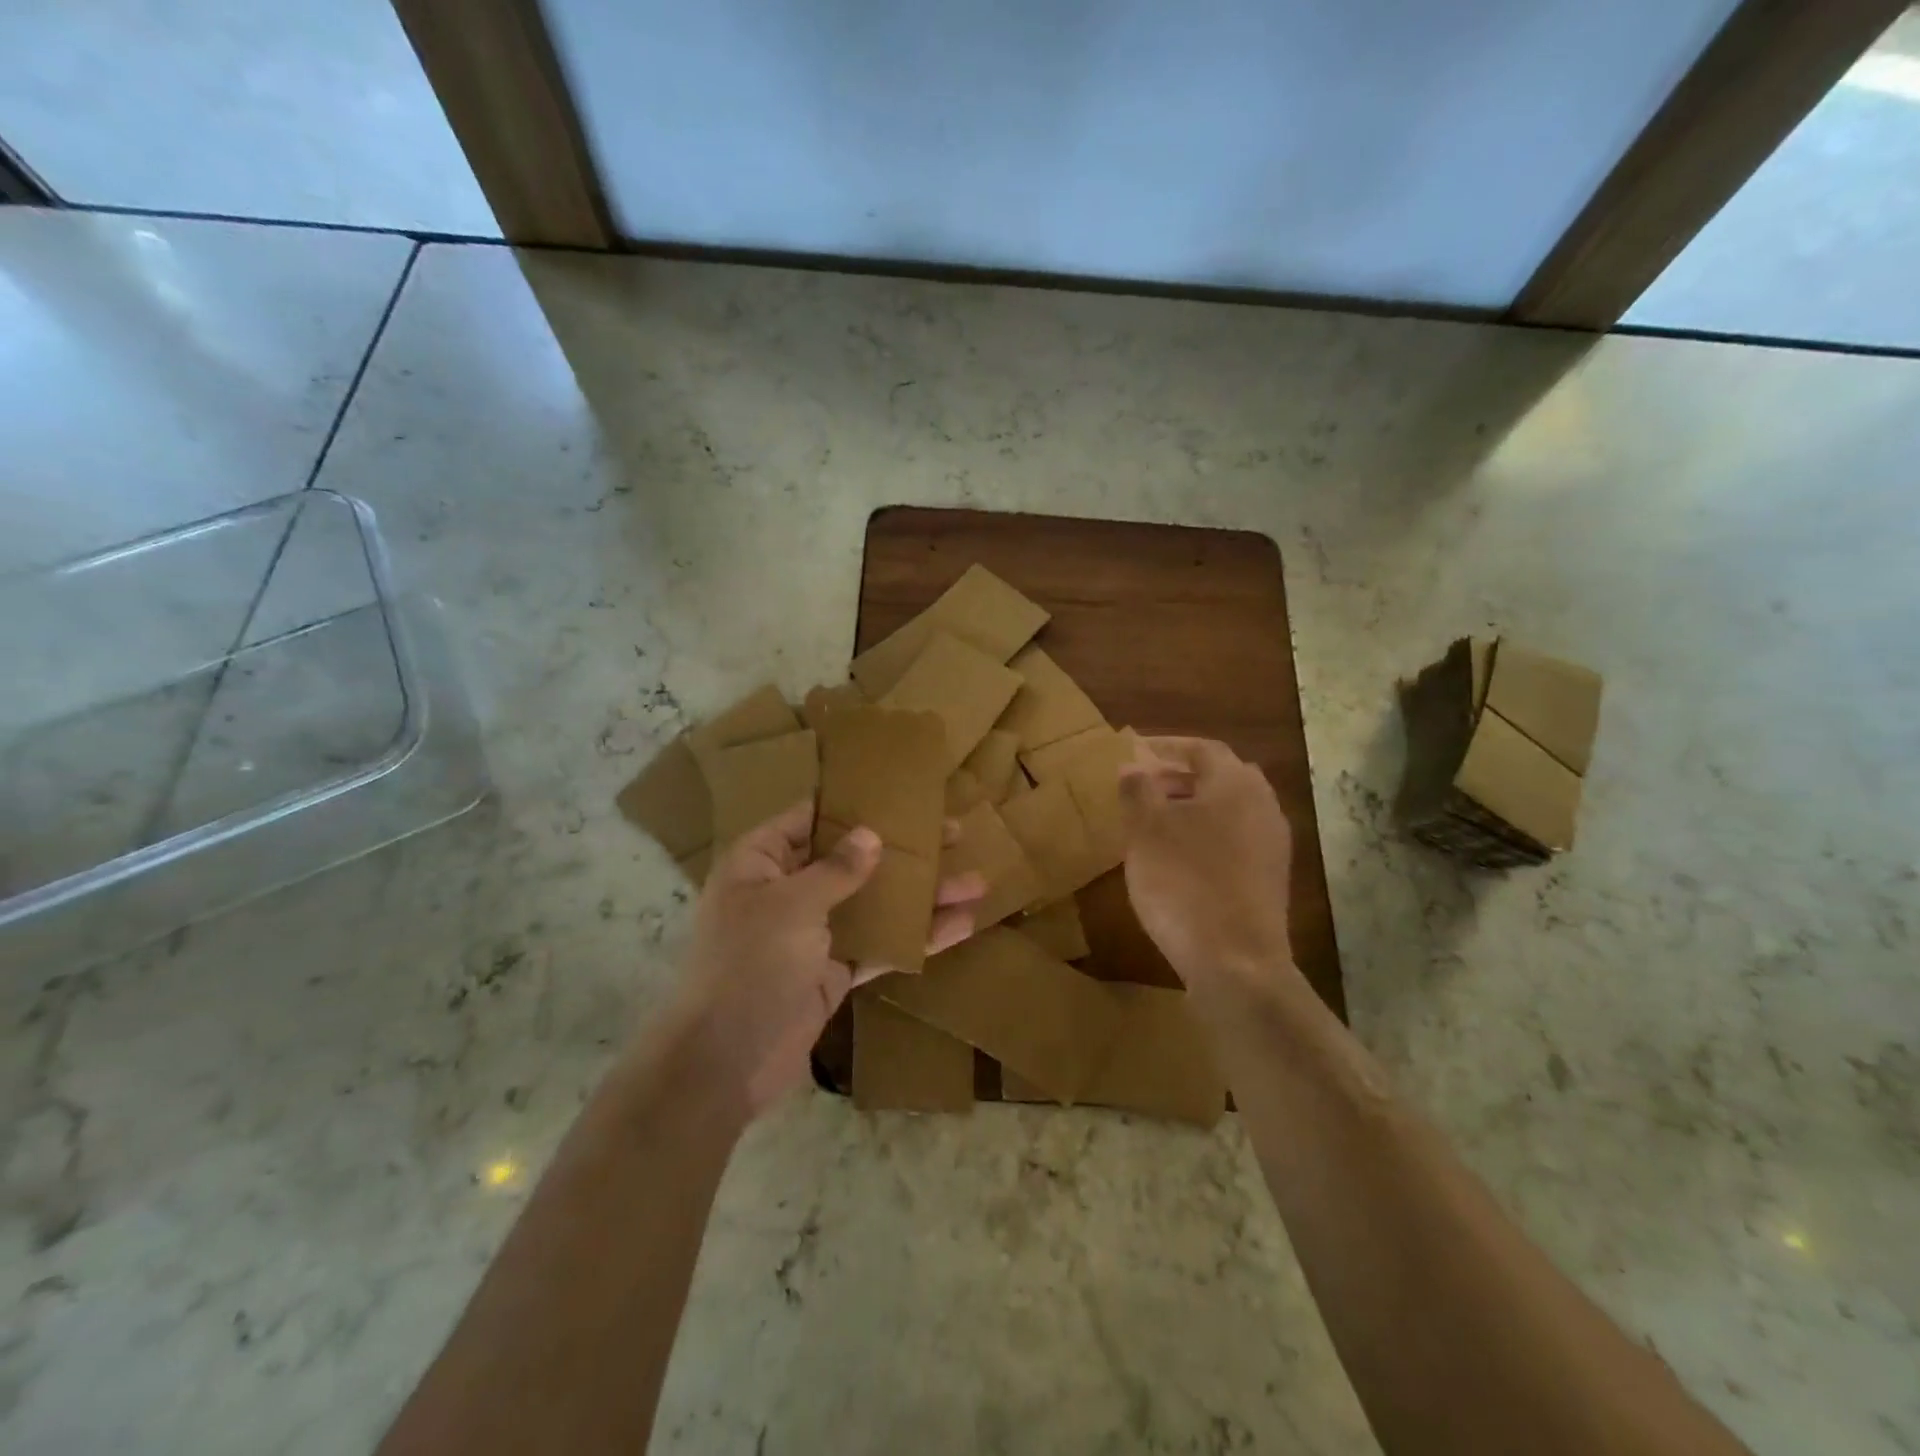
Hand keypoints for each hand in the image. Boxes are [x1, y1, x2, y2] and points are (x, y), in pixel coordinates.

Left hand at [669, 802, 983, 1117]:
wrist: (724, 1063)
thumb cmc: (749, 964)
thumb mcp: (791, 905)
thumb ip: (836, 870)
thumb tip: (871, 835)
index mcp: (761, 862)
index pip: (809, 817)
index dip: (852, 804)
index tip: (900, 793)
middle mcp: (787, 891)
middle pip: (852, 859)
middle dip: (902, 849)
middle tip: (954, 832)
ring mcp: (813, 933)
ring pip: (874, 903)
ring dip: (921, 895)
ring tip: (975, 882)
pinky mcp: (833, 971)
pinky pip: (879, 946)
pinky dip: (915, 937)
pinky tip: (960, 926)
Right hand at [1118, 738, 1297, 1007]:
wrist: (1234, 961)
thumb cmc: (1183, 883)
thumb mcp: (1146, 831)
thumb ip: (1138, 790)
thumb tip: (1133, 765)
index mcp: (1235, 784)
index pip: (1202, 749)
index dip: (1166, 746)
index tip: (1135, 751)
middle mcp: (1263, 805)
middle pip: (1222, 776)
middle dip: (1182, 775)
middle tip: (1146, 784)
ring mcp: (1272, 843)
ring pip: (1231, 808)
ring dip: (1195, 805)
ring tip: (1158, 820)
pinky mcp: (1271, 876)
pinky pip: (1238, 837)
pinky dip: (1209, 833)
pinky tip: (1182, 855)